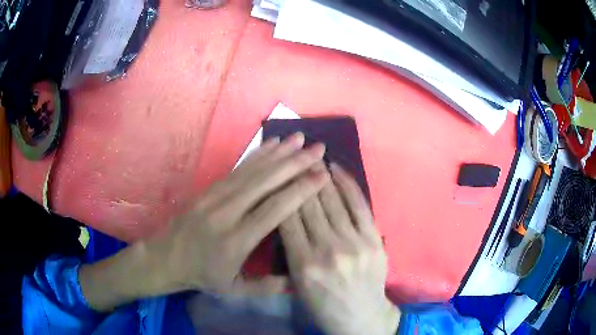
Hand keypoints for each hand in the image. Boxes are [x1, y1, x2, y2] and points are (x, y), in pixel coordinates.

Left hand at [80, 134, 329, 310]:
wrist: (166, 258)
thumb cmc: (203, 275)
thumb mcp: (235, 290)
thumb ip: (268, 286)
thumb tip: (301, 279)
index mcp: (237, 241)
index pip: (275, 210)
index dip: (300, 190)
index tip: (322, 175)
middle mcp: (227, 213)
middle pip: (266, 182)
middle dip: (295, 163)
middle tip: (319, 149)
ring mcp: (215, 197)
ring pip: (252, 170)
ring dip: (278, 152)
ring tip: (300, 138)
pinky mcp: (209, 188)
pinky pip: (237, 168)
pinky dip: (257, 154)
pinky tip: (272, 144)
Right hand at [280, 163, 399, 334]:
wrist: (361, 316)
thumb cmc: (323, 305)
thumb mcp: (298, 284)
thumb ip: (292, 250)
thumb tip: (287, 214)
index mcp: (303, 265)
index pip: (287, 220)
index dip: (281, 193)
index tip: (277, 175)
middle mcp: (327, 250)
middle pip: (309, 206)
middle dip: (299, 179)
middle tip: (294, 158)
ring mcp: (354, 243)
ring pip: (332, 200)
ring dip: (320, 176)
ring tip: (313, 158)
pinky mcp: (373, 239)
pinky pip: (359, 204)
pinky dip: (347, 183)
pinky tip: (336, 169)